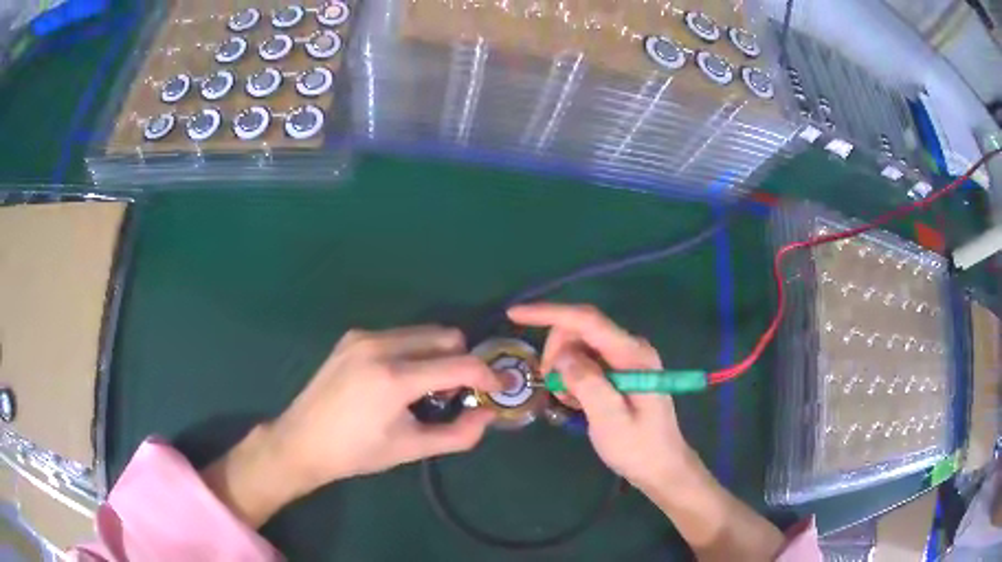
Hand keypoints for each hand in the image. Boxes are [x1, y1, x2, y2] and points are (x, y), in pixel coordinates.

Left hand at [202, 325, 500, 526]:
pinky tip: (398, 380)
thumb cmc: (357, 452)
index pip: (460, 364)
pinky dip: (413, 352)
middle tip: (456, 393)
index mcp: (395, 377)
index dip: (487, 375)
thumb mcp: (411, 449)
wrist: (302, 441)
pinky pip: (399, 335)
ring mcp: (363, 336)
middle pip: (445, 336)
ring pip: (422, 332)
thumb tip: (487, 415)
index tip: (499, 388)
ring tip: (425, 389)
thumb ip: (457, 434)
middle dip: (461, 361)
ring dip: (437, 355)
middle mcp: (380, 345)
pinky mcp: (352, 337)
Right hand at [507, 303, 694, 493]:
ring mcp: (626, 357)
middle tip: (552, 387)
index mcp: (632, 355)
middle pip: (580, 329)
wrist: (661, 466)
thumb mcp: (610, 420)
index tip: (514, 314)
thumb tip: (562, 357)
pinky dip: (572, 377)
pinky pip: (586, 360)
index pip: (587, 320)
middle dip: (557, 352)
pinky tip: (577, 401)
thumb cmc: (638, 447)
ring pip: (579, 345)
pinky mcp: (620, 369)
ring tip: (569, 401)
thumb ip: (588, 384)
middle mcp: (630, 347)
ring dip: (563, 368)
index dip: (549, 313)